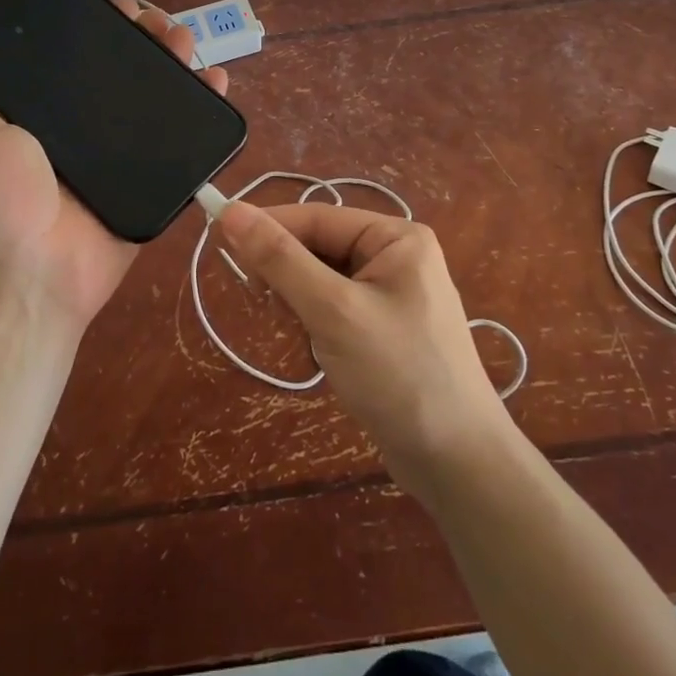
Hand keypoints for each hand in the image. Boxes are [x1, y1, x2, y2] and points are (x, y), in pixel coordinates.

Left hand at [0, 0, 228, 335]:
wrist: (39, 272)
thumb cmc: (2, 203)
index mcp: (53, 115)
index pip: (83, 60)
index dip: (104, 30)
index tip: (121, 9)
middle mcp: (91, 129)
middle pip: (128, 73)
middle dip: (150, 42)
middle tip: (164, 26)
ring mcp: (126, 154)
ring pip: (159, 99)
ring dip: (179, 65)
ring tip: (189, 44)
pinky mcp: (155, 178)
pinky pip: (184, 141)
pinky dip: (204, 110)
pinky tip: (217, 81)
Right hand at [218, 201, 515, 495]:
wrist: (458, 465)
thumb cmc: (399, 375)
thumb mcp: (333, 311)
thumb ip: (280, 259)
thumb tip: (230, 211)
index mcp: (396, 236)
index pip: (315, 217)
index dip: (266, 227)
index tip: (218, 239)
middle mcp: (396, 256)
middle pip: (317, 247)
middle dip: (290, 279)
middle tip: (268, 308)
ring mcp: (391, 293)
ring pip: (319, 281)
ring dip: (302, 308)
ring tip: (311, 343)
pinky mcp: (383, 328)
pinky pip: (333, 309)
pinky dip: (317, 328)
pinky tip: (325, 357)